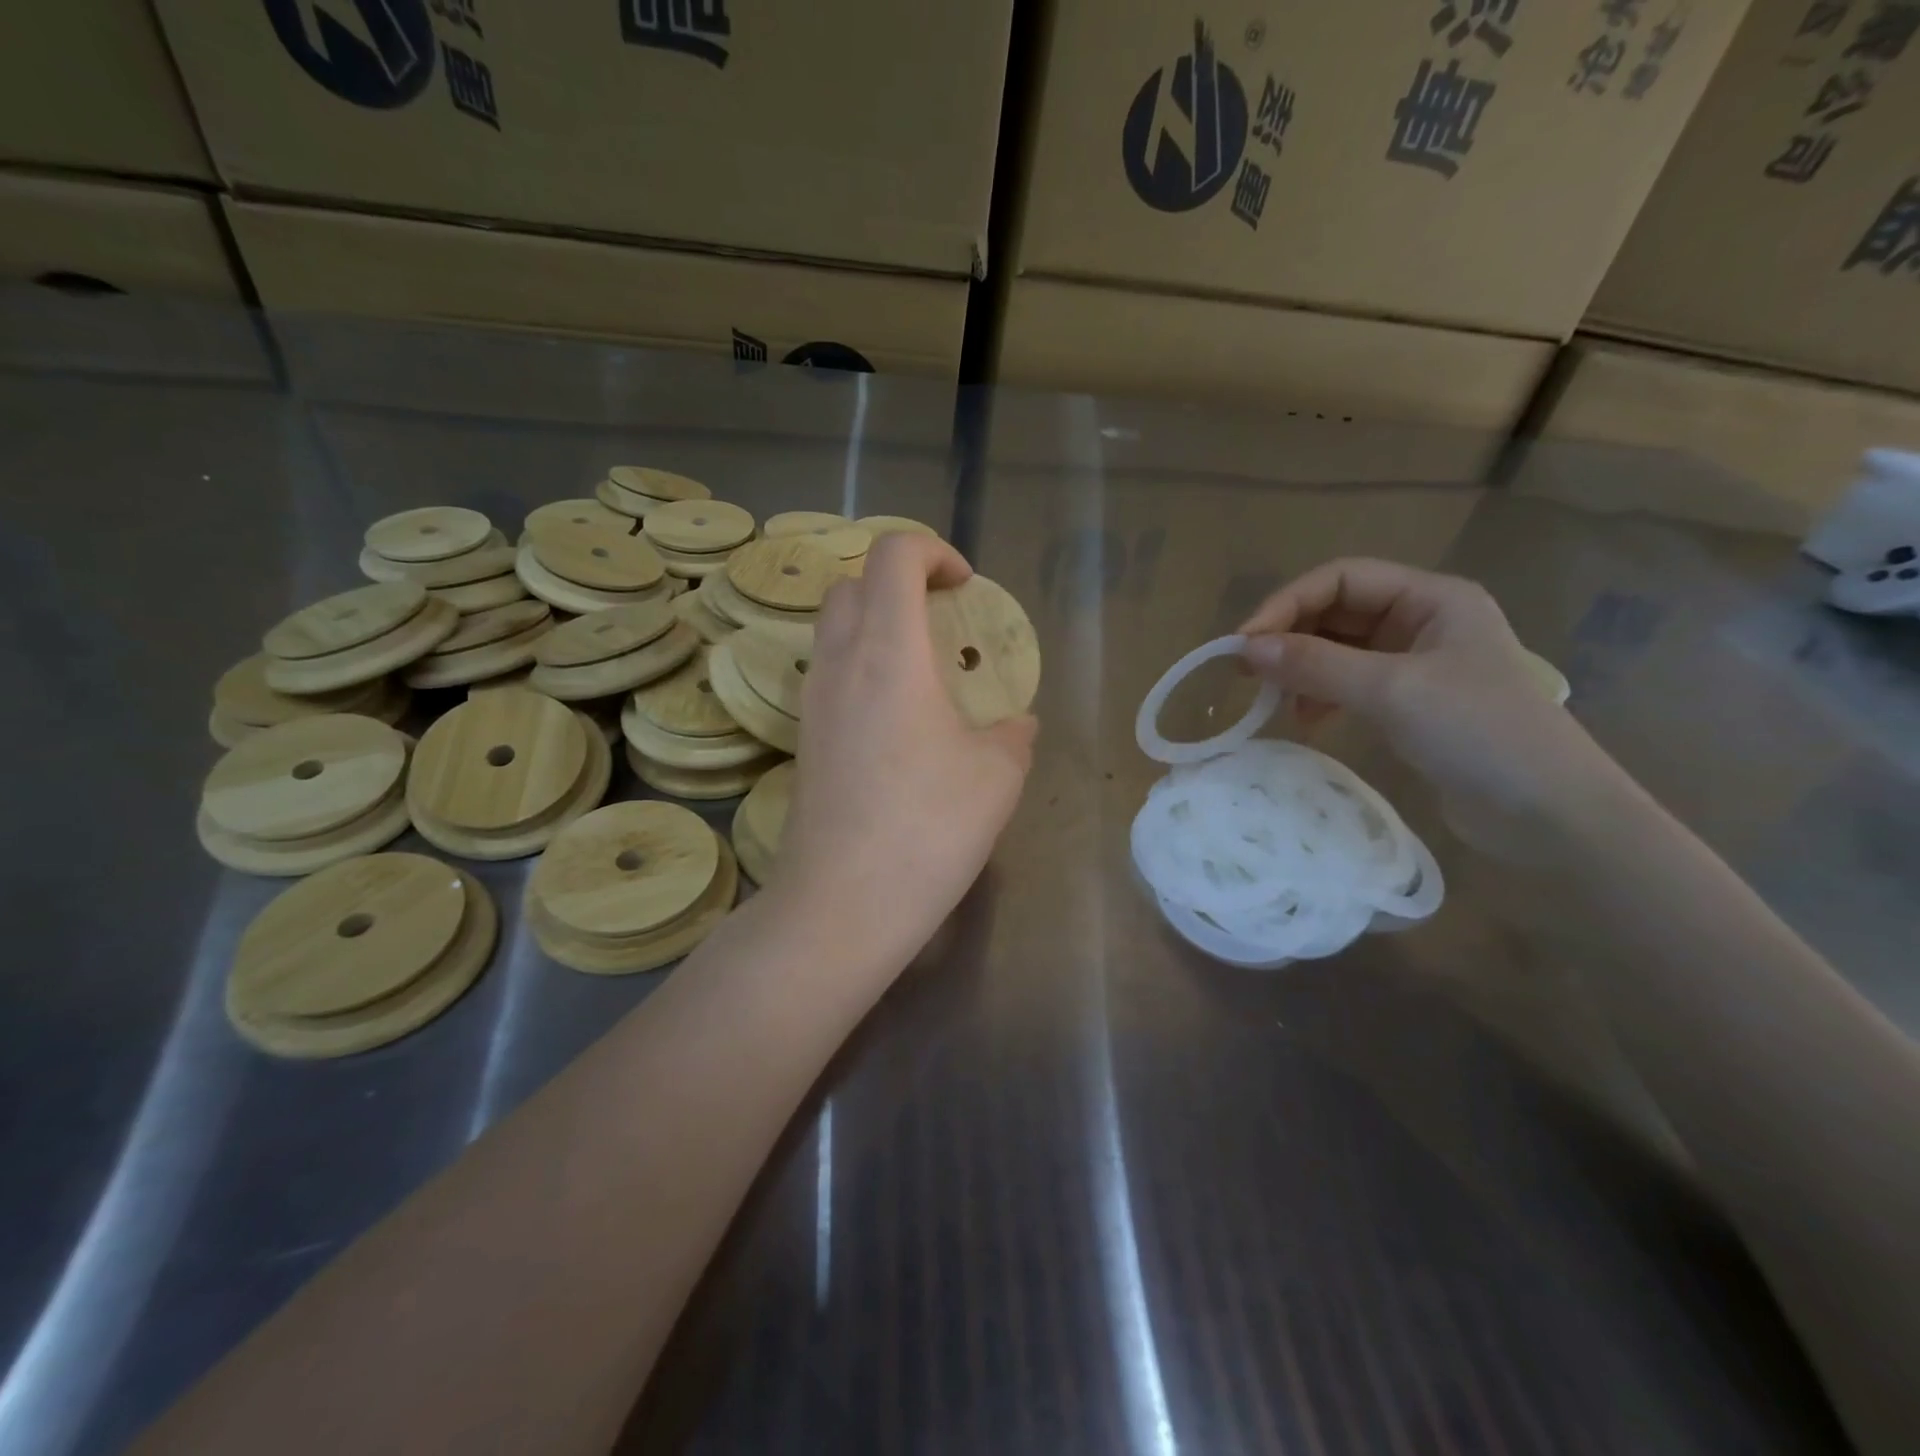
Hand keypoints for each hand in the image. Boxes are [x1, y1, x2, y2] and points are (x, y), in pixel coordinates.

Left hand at [769, 534, 1037, 963]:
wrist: (842, 903)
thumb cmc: (927, 828)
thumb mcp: (997, 777)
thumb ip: (1013, 735)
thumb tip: (1016, 725)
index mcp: (888, 651)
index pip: (893, 556)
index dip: (933, 552)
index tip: (966, 588)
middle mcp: (839, 662)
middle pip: (852, 583)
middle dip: (899, 583)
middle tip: (942, 620)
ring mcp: (812, 702)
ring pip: (833, 628)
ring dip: (876, 625)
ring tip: (923, 671)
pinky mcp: (804, 739)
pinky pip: (829, 673)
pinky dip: (862, 667)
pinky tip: (898, 720)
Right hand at [1238, 558, 1610, 833]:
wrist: (1548, 812)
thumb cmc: (1478, 732)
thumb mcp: (1391, 690)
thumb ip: (1316, 665)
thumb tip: (1244, 648)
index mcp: (1431, 598)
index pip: (1342, 578)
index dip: (1287, 603)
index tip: (1244, 643)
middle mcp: (1422, 621)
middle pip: (1337, 611)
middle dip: (1291, 636)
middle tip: (1246, 672)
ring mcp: (1416, 663)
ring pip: (1338, 649)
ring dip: (1302, 668)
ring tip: (1274, 700)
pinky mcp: (1409, 703)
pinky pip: (1349, 683)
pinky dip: (1321, 695)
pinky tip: (1308, 720)